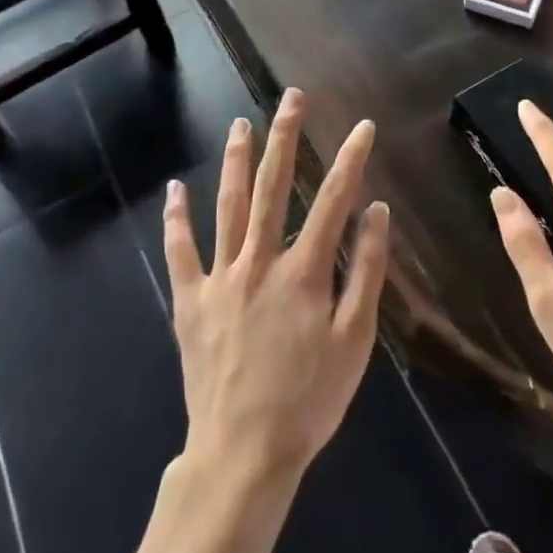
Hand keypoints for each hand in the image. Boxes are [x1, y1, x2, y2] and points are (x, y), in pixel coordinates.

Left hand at [163, 88, 391, 486]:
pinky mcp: (191, 300)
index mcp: (304, 271)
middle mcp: (260, 261)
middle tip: (289, 98)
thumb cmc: (308, 400)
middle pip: (272, 187)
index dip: (351, 159)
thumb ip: (367, 273)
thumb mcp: (355, 342)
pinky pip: (180, 251)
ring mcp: (221, 278)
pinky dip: (177, 218)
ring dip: (235, 160)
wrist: (243, 454)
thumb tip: (377, 212)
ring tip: (241, 123)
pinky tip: (175, 187)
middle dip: (284, 137)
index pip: (333, 200)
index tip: (363, 126)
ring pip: (228, 206)